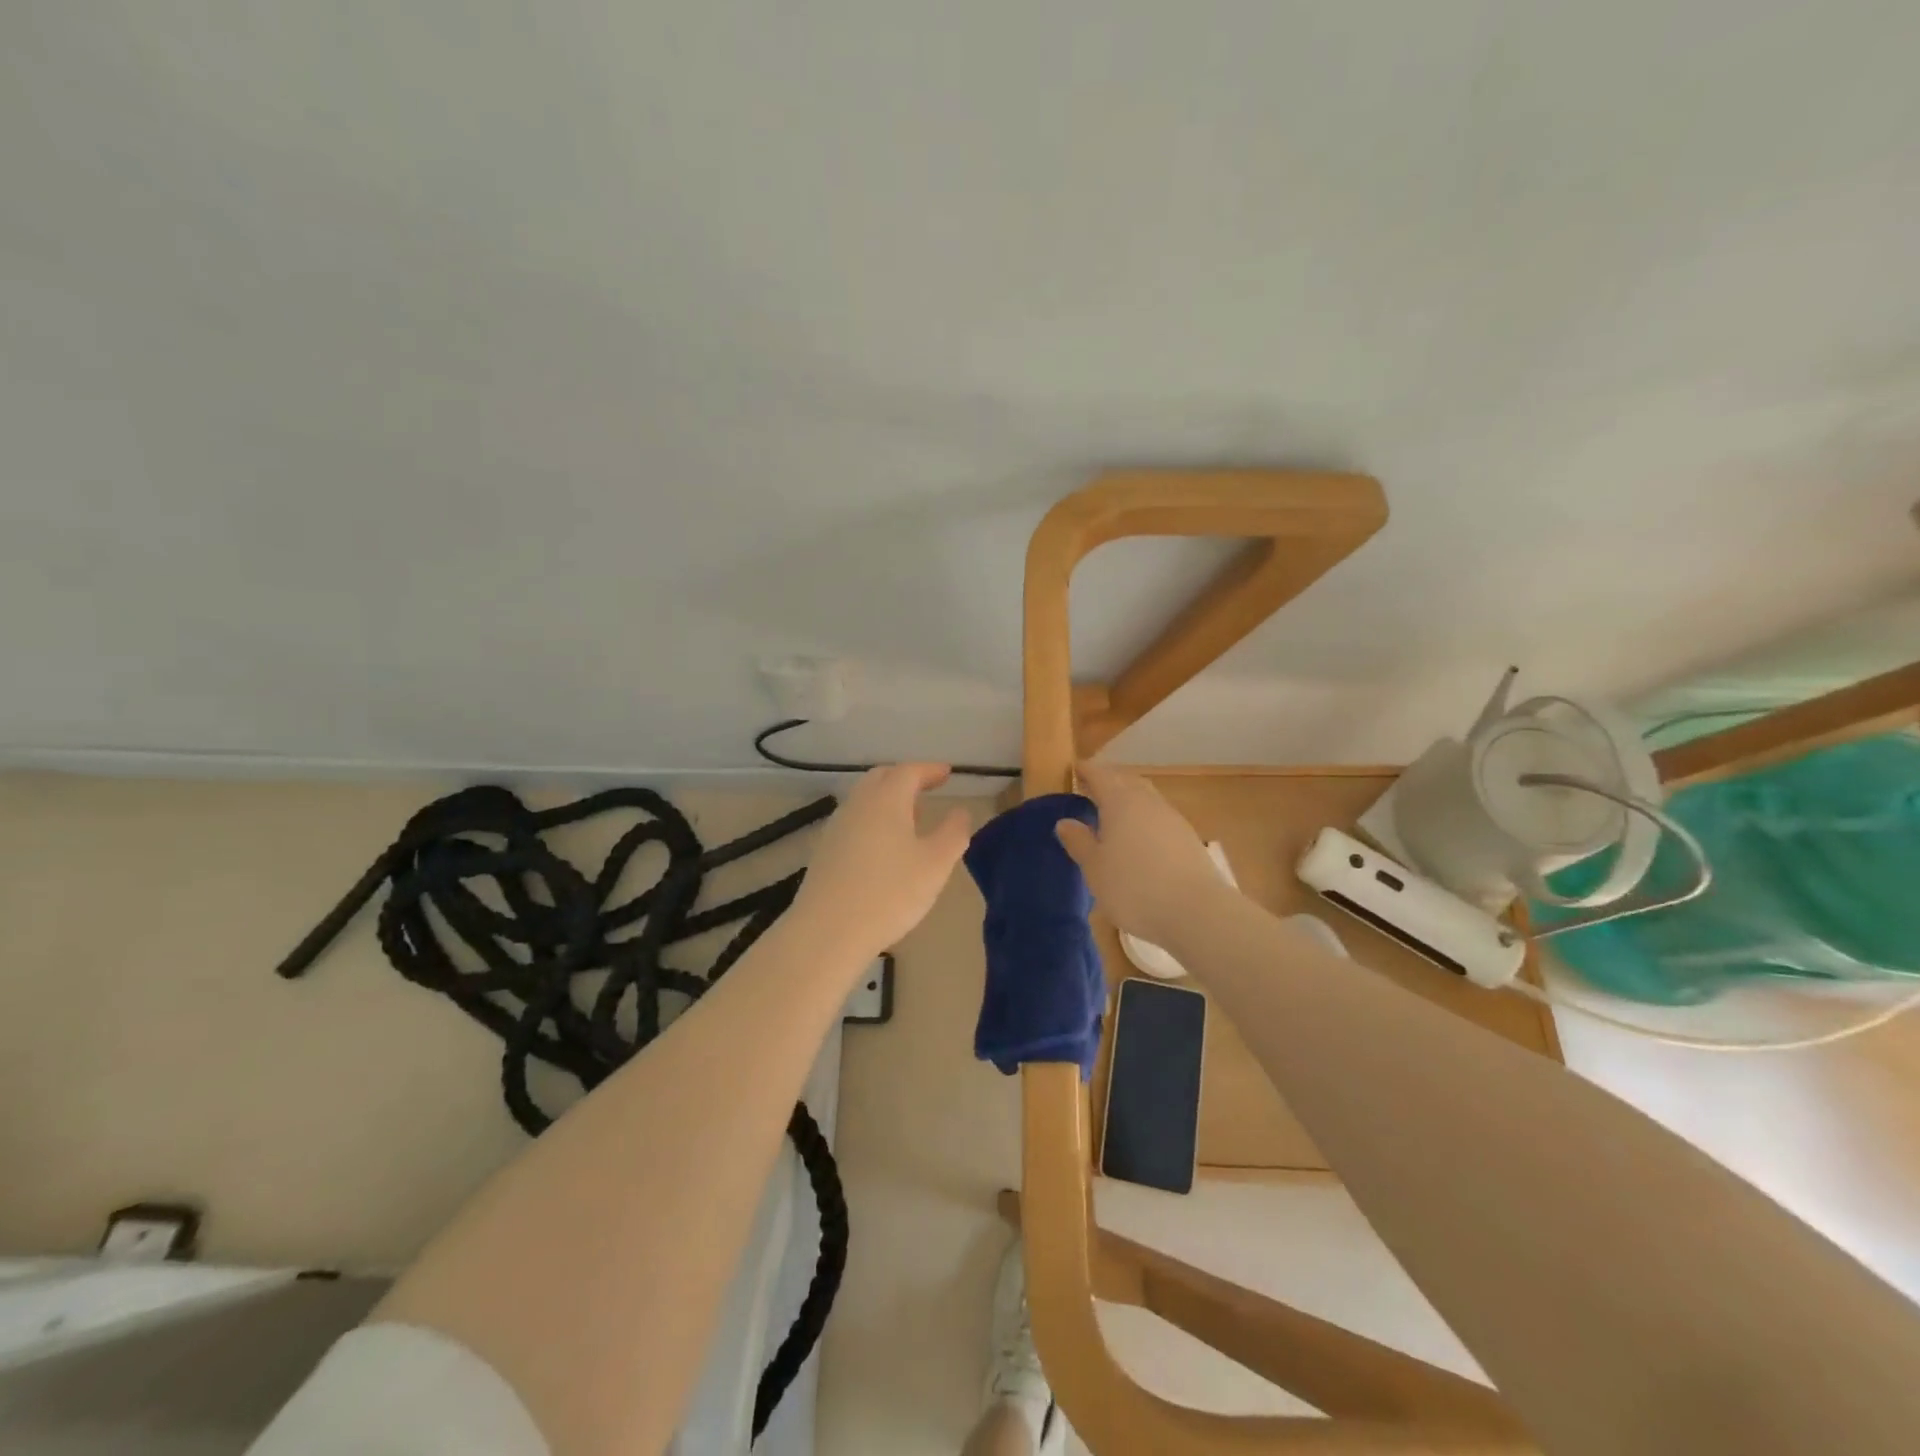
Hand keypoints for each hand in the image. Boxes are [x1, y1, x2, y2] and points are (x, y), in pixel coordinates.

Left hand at [789, 763, 970, 964]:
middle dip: (906, 779)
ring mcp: (837, 827)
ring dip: (888, 800)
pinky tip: (883, 846)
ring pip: (865, 799)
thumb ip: (953, 833)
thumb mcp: (935, 864)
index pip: (909, 771)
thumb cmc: (890, 893)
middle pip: (882, 778)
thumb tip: (960, 812)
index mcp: (886, 799)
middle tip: (927, 789)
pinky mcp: (825, 850)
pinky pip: (854, 821)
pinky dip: (873, 820)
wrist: (828, 931)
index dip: (930, 770)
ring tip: (910, 819)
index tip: (947, 773)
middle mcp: (858, 804)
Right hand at [1054, 761, 1229, 948]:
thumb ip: (1079, 842)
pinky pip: (1160, 817)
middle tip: (1091, 788)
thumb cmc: (1133, 887)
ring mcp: (1172, 819)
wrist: (1196, 911)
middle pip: (1126, 780)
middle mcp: (1148, 802)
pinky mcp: (1188, 838)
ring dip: (1129, 798)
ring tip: (1113, 813)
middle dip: (1109, 780)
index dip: (1086, 770)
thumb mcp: (1095, 869)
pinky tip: (1139, 837)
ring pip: (1146, 797)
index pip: (1100, 775)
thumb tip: (1065, 822)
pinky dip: (1145, 818)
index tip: (1075, 768)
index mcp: (1120, 802)